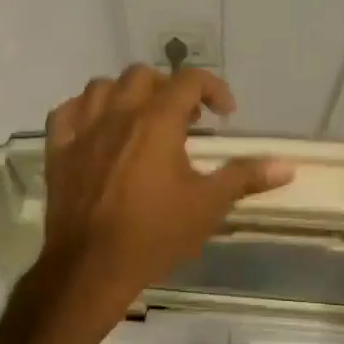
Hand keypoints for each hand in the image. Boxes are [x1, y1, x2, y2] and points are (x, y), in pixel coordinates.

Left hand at [38, 65, 291, 313]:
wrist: (91, 267)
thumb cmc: (154, 234)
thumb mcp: (207, 206)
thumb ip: (244, 178)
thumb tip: (286, 166)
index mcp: (157, 121)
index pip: (189, 80)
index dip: (213, 88)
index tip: (224, 114)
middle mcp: (118, 113)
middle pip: (143, 76)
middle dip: (169, 89)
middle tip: (184, 119)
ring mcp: (82, 130)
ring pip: (102, 86)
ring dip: (126, 94)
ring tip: (140, 118)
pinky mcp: (58, 150)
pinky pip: (66, 111)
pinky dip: (85, 110)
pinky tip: (96, 128)